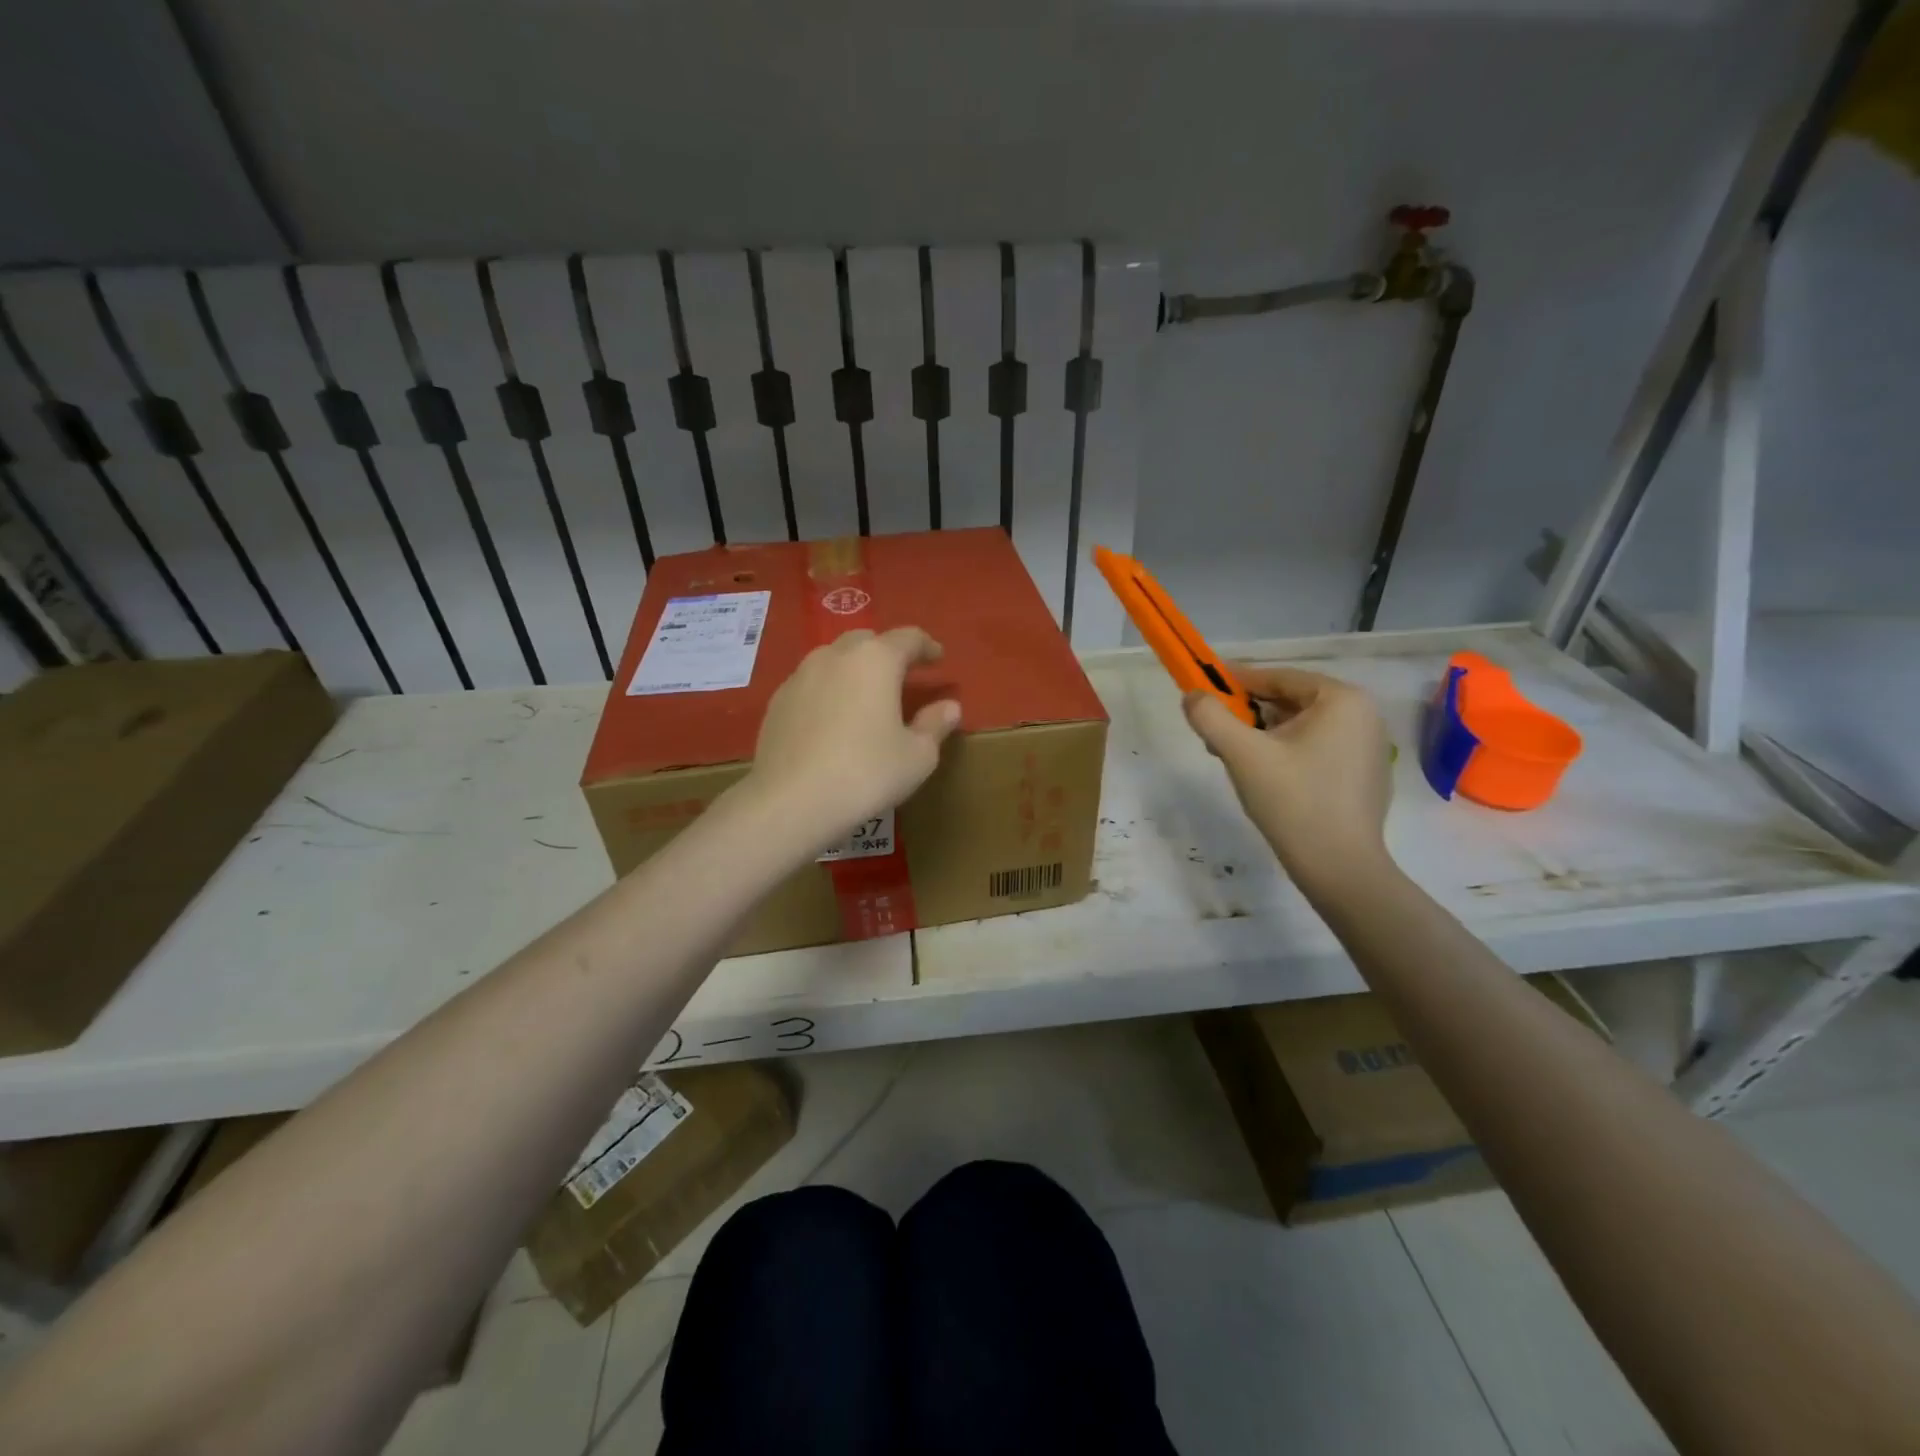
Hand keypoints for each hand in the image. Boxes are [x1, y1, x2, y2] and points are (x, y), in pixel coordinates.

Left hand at [744, 627, 959, 851]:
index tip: (938, 658)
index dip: (927, 646)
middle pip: (866, 640)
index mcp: (876, 660)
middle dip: (887, 652)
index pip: (908, 638)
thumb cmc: (866, 774)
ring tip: (865, 695)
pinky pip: (810, 684)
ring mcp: (800, 676)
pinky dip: (828, 691)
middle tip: (901, 675)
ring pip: (833, 659)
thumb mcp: (917, 756)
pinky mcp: (777, 701)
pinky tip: (832, 719)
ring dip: (854, 669)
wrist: (790, 801)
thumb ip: (935, 725)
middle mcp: (835, 656)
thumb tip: (950, 706)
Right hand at [1183, 666, 1391, 890]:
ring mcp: (1368, 746)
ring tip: (1233, 757)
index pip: (1279, 677)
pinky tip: (1265, 777)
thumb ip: (1210, 717)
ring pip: (1302, 727)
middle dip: (1249, 713)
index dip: (1237, 681)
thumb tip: (1192, 695)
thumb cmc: (1293, 801)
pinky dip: (1286, 752)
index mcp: (1342, 700)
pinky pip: (1317, 748)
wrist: (1339, 868)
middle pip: (1291, 701)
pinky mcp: (1364, 775)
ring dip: (1264, 734)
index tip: (1205, 689)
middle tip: (1215, 731)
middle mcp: (1363, 715)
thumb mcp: (1242, 754)